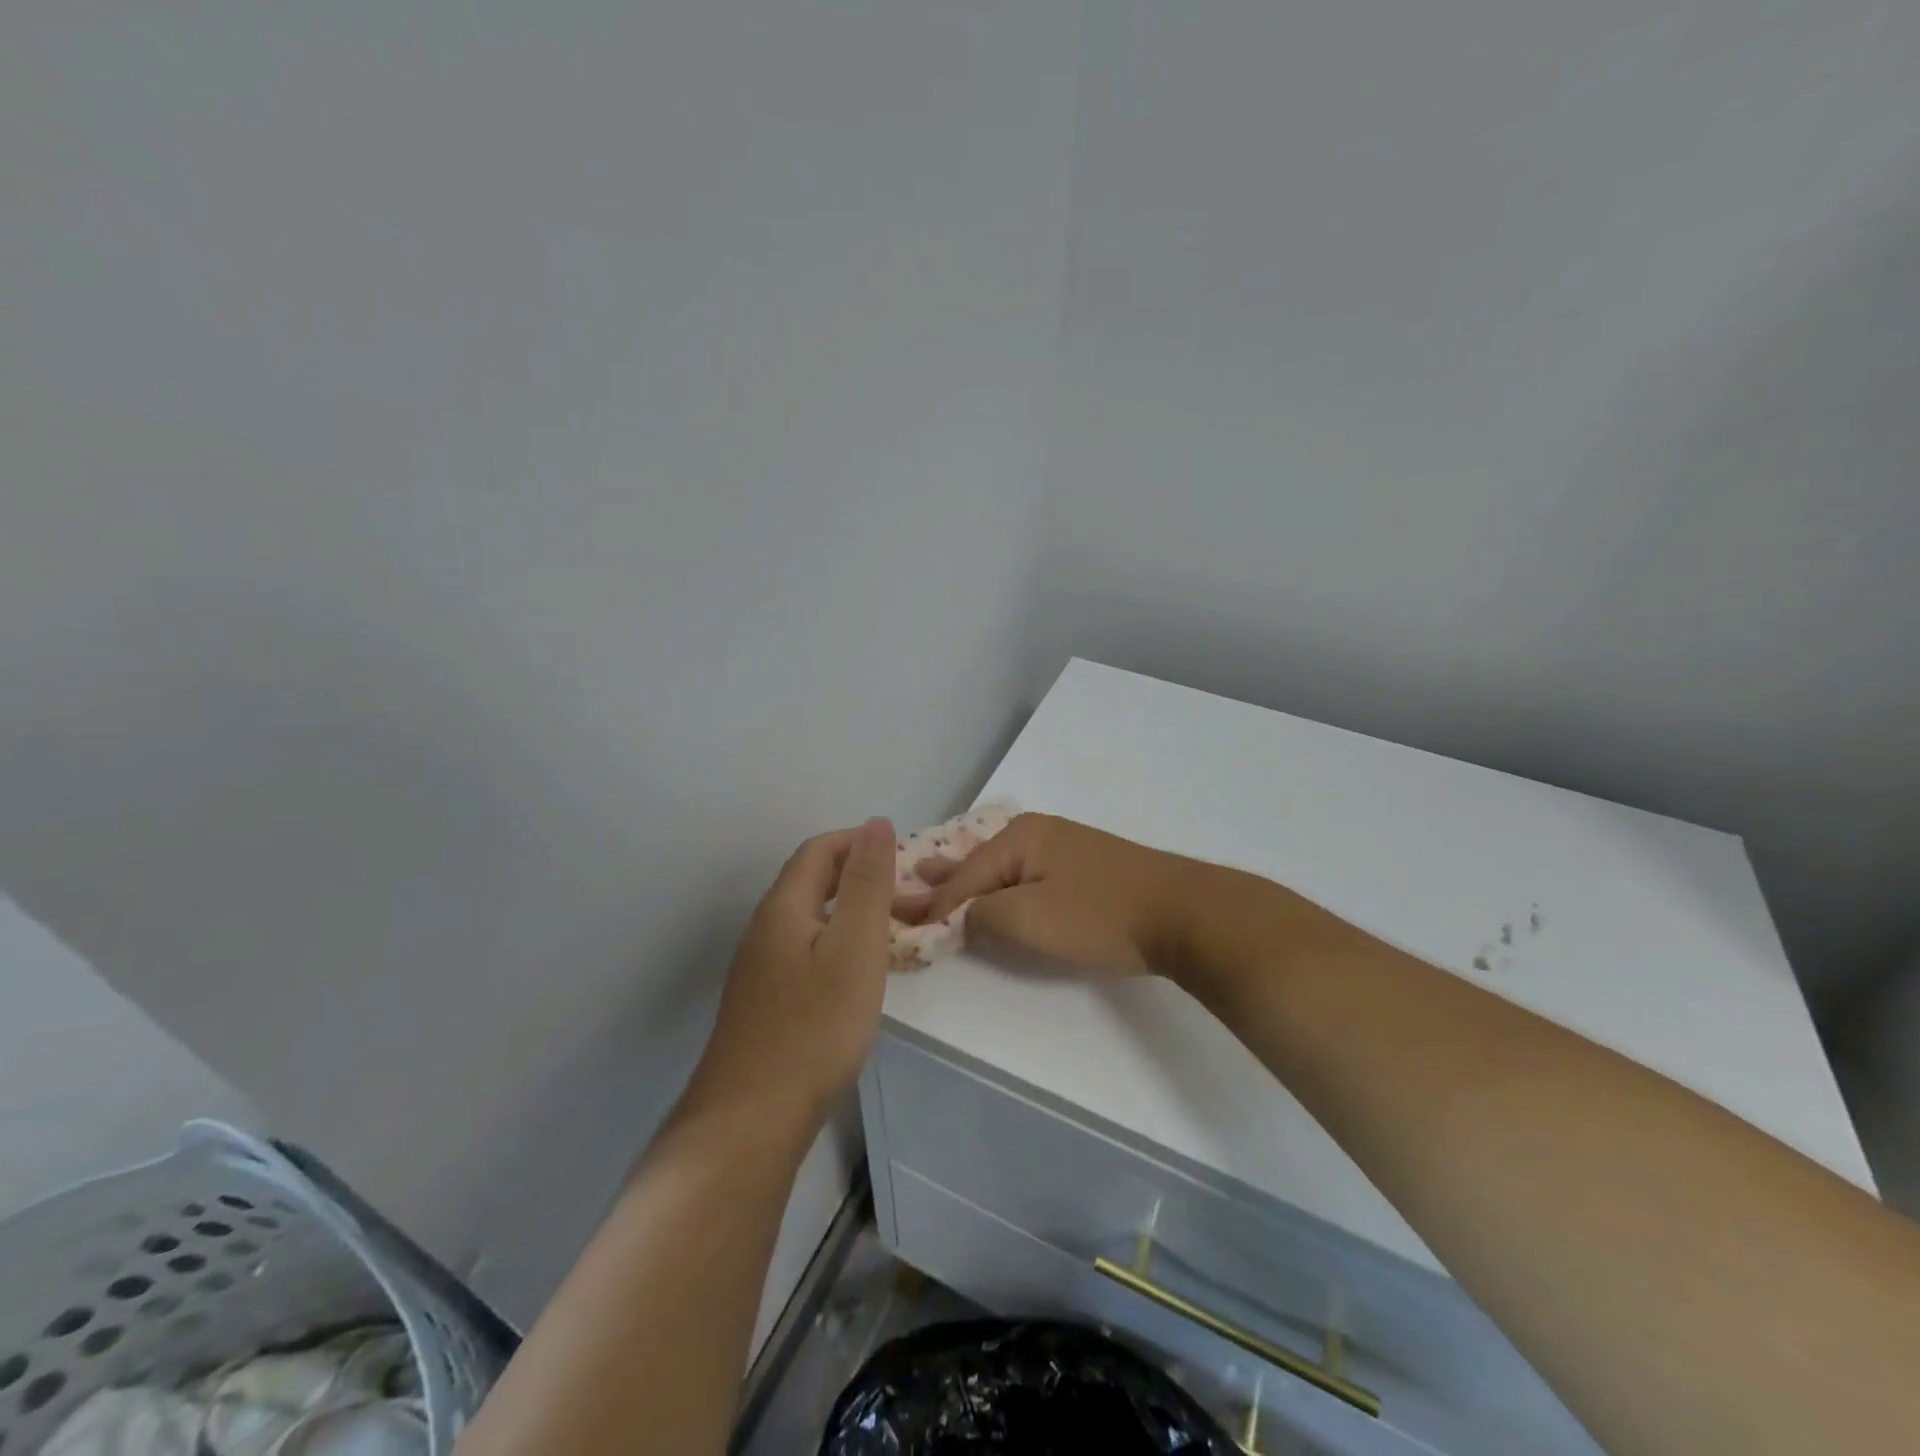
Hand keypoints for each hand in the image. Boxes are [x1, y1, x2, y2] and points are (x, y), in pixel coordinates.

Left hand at [691, 817, 896, 1125]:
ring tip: (894, 932)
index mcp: (783, 907)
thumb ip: (867, 883)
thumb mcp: (854, 947)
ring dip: (852, 913)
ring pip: (810, 919)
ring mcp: (759, 968)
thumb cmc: (813, 1027)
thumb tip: (876, 823)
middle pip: (812, 882)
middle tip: (908, 896)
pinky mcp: (764, 1003)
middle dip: (860, 876)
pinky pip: (806, 952)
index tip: (904, 856)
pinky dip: (839, 945)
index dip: (860, 842)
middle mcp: (764, 929)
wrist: (750, 1121)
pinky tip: (859, 975)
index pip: (819, 850)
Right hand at [896, 813, 1200, 975]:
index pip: (963, 876)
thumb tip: (962, 914)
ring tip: (933, 877)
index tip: (898, 925)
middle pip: (977, 862)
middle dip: (942, 880)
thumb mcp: (1030, 917)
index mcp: (1020, 837)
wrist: (1185, 913)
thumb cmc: (1101, 914)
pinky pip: (1026, 876)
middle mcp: (1037, 833)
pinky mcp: (1084, 868)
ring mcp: (1063, 848)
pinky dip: (1000, 887)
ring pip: (1001, 868)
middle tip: (903, 885)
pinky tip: (994, 890)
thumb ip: (983, 914)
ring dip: (969, 881)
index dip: (931, 906)